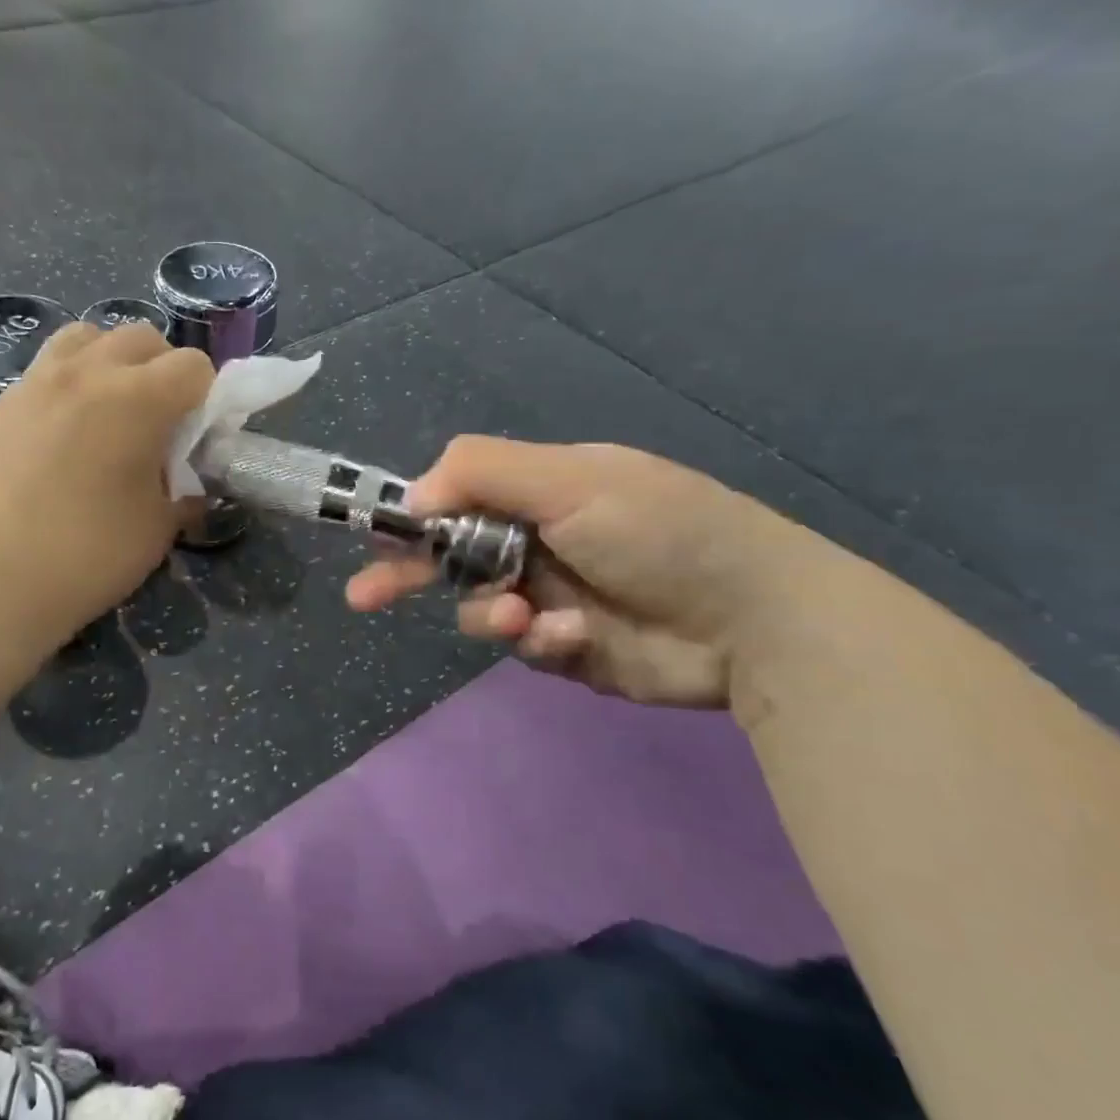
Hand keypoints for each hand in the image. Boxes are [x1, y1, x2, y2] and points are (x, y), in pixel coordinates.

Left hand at [0, 321, 213, 644]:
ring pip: (81, 339)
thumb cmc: (89, 558)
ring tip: (104, 410)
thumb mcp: (157, 530)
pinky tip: (51, 445)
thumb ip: (182, 493)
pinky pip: (37, 380)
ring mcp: (30, 386)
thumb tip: (187, 486)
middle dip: (160, 369)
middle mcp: (83, 374)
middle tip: (157, 419)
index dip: (206, 397)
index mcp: (136, 400)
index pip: (193, 365)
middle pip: (139, 337)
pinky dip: (60, 395)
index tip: (197, 434)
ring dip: (106, 363)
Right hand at [347, 439, 816, 706]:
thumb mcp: (571, 480)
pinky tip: (574, 636)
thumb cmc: (660, 530)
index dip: (411, 516)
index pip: (455, 497)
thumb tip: (411, 495)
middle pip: (452, 556)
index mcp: (539, 491)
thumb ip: (483, 473)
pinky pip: (522, 646)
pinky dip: (539, 641)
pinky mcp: (567, 647)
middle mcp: (538, 540)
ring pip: (479, 607)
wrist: (757, 620)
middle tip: (362, 597)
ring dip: (489, 613)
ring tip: (519, 618)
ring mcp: (551, 595)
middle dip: (408, 575)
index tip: (373, 536)